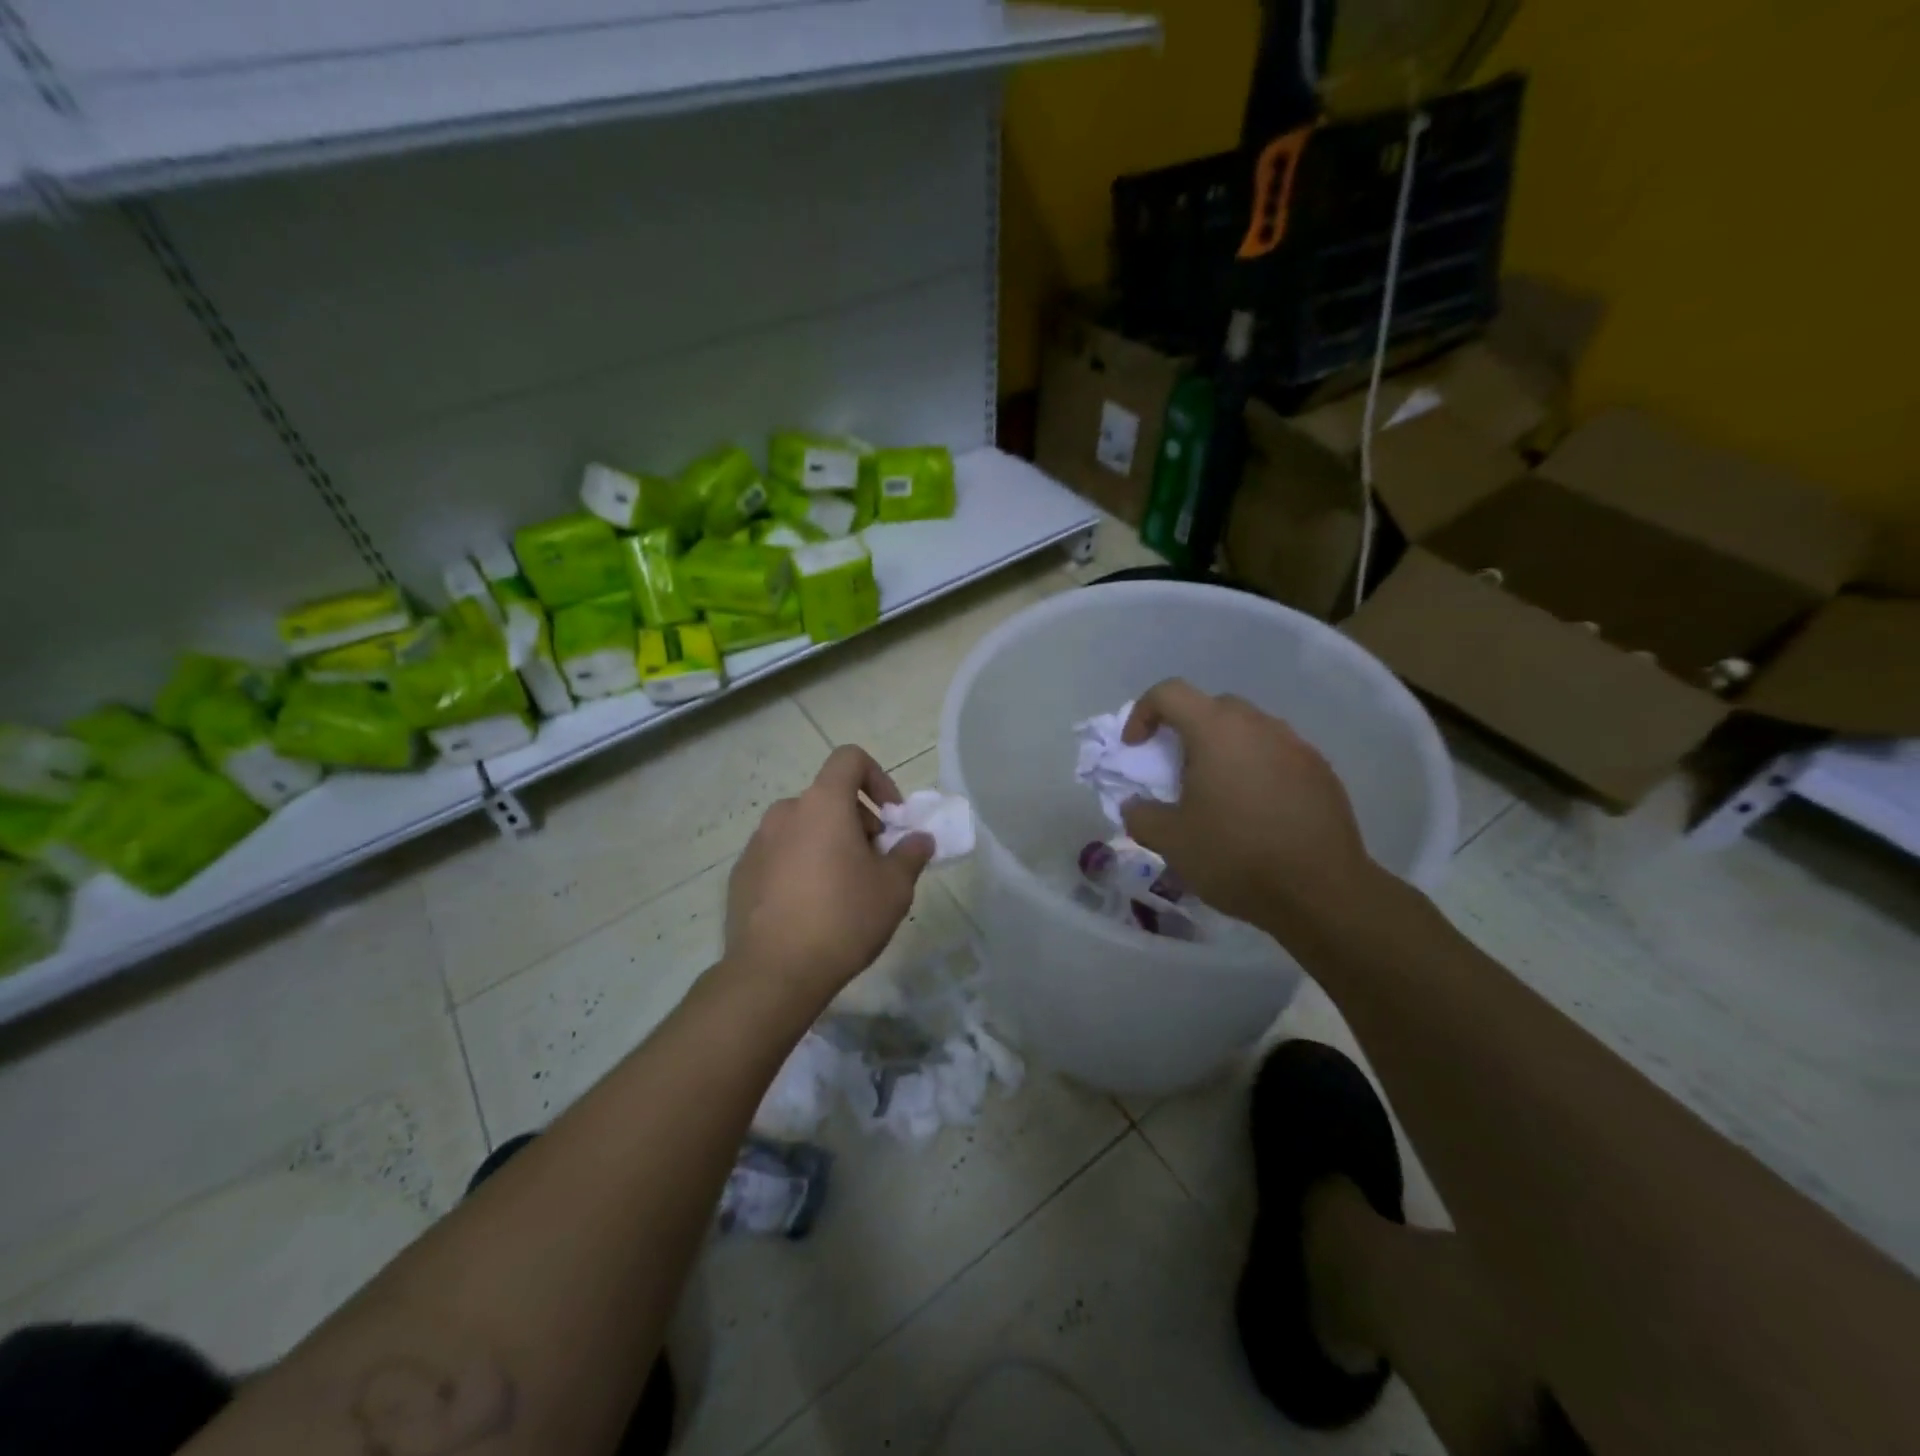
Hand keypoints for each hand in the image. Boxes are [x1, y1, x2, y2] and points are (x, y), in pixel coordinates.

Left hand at [724, 745, 934, 998]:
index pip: (849, 758)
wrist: (774, 972)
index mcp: (822, 803)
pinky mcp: (741, 875)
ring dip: (828, 844)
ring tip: (844, 889)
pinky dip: (800, 866)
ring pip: (803, 828)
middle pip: (828, 798)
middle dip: (858, 821)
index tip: (891, 818)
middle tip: (875, 863)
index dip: (877, 778)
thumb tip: (919, 839)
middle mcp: (785, 813)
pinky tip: (811, 909)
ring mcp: (757, 843)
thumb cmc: (843, 918)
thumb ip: (911, 854)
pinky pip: (780, 856)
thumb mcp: (894, 888)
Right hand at [1119, 680, 1379, 946]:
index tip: (1135, 749)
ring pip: (1248, 731)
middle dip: (1185, 731)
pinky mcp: (1321, 772)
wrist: (1320, 892)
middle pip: (1212, 707)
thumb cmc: (1235, 855)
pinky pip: (1277, 755)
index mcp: (1216, 730)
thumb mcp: (1170, 841)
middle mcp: (1259, 725)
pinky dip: (1256, 770)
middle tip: (1176, 771)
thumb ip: (1140, 815)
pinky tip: (1255, 812)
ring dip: (1224, 750)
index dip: (1142, 713)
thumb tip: (1135, 805)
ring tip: (1217, 794)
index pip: (1169, 692)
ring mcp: (1296, 746)